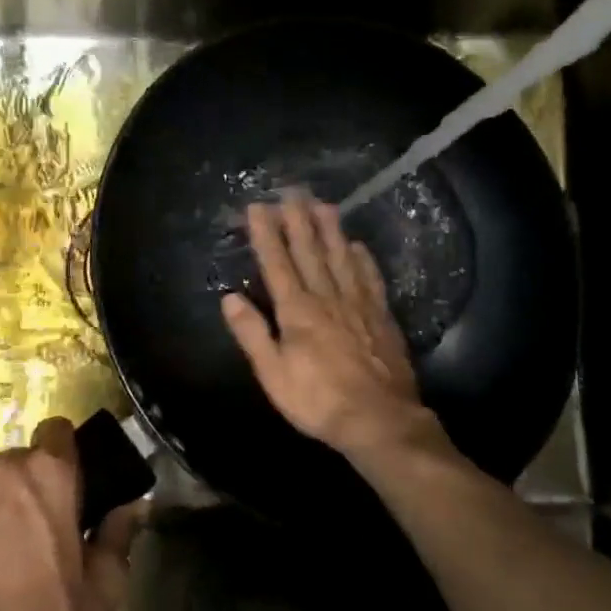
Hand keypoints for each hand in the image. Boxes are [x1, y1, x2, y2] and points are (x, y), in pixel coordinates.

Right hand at [220, 192, 440, 460]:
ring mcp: (358, 304)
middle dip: (298, 220)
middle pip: (310, 252)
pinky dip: (363, 259)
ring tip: (323, 204)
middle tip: (292, 191)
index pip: (277, 263)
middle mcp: (327, 298)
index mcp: (297, 311)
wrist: (379, 419)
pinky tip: (358, 246)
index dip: (266, 234)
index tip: (257, 207)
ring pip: (341, 258)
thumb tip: (229, 298)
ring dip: (330, 230)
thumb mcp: (273, 374)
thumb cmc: (318, 400)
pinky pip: (370, 279)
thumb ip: (252, 333)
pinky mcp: (381, 316)